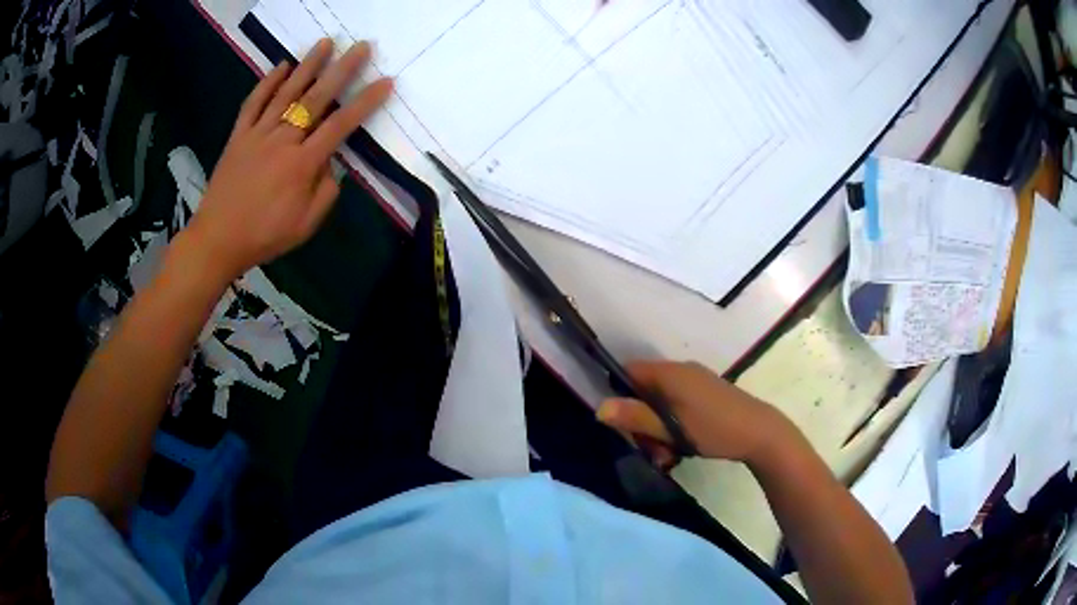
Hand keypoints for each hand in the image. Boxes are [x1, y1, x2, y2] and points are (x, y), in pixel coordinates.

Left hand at [185, 38, 392, 281]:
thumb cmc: (264, 236)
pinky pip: (253, 103)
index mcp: (302, 164)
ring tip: (325, 42)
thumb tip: (331, 163)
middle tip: (361, 46)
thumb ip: (326, 191)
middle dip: (342, 70)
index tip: (385, 82)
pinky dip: (267, 83)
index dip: (365, 102)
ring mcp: (258, 134)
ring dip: (307, 66)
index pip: (340, 125)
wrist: (217, 240)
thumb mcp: (306, 224)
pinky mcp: (238, 136)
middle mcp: (283, 141)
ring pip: (286, 93)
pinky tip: (281, 66)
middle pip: (316, 99)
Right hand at [597, 361, 796, 464]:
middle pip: (644, 391)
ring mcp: (696, 382)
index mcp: (670, 373)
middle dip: (642, 422)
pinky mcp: (706, 394)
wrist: (760, 433)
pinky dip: (673, 425)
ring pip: (661, 403)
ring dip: (658, 429)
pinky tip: (681, 448)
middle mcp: (681, 371)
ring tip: (667, 456)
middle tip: (650, 450)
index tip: (623, 424)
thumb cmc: (714, 429)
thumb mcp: (671, 429)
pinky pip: (678, 405)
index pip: (629, 371)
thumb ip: (636, 418)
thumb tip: (599, 408)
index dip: (618, 394)